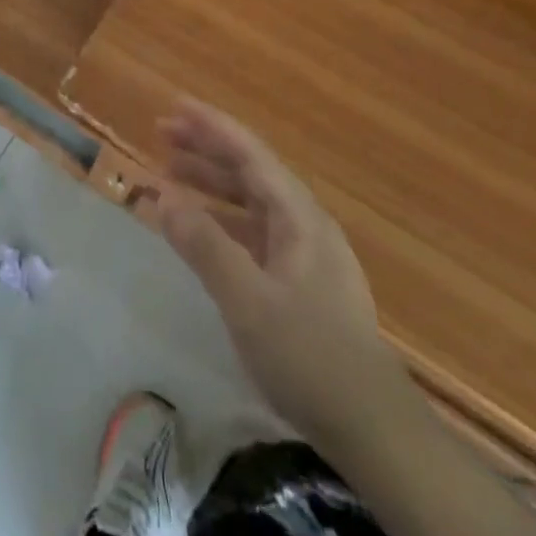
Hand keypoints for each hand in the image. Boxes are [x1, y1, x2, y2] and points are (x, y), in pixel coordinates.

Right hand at [153, 98, 403, 443]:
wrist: (374, 431)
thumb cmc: (309, 356)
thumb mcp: (247, 299)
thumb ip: (204, 244)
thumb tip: (163, 194)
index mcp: (299, 216)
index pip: (250, 153)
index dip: (211, 126)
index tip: (174, 105)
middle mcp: (306, 224)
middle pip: (251, 171)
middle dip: (206, 149)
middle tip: (161, 135)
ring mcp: (308, 254)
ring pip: (253, 201)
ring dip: (212, 183)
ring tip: (171, 175)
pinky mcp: (304, 283)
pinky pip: (256, 231)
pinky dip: (224, 220)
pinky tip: (202, 231)